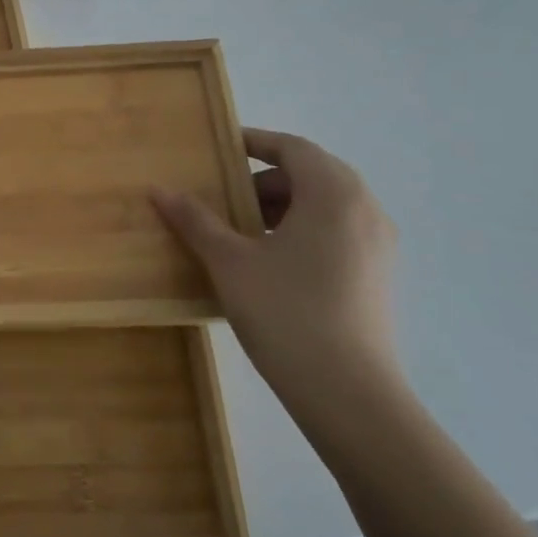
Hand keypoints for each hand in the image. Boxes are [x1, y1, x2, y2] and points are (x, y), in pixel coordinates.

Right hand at [151, 129, 400, 419]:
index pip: (293, 148)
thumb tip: (159, 189)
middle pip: (312, 173)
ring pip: (327, 204)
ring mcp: (378, 245)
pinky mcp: (378, 275)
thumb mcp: (229, 262)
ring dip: (284, 205)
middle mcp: (365, 210)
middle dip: (265, 178)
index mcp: (333, 195)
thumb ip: (195, 220)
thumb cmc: (286, 313)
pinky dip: (303, 229)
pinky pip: (338, 231)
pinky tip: (271, 260)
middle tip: (224, 195)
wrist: (348, 394)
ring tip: (242, 230)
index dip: (255, 142)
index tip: (218, 149)